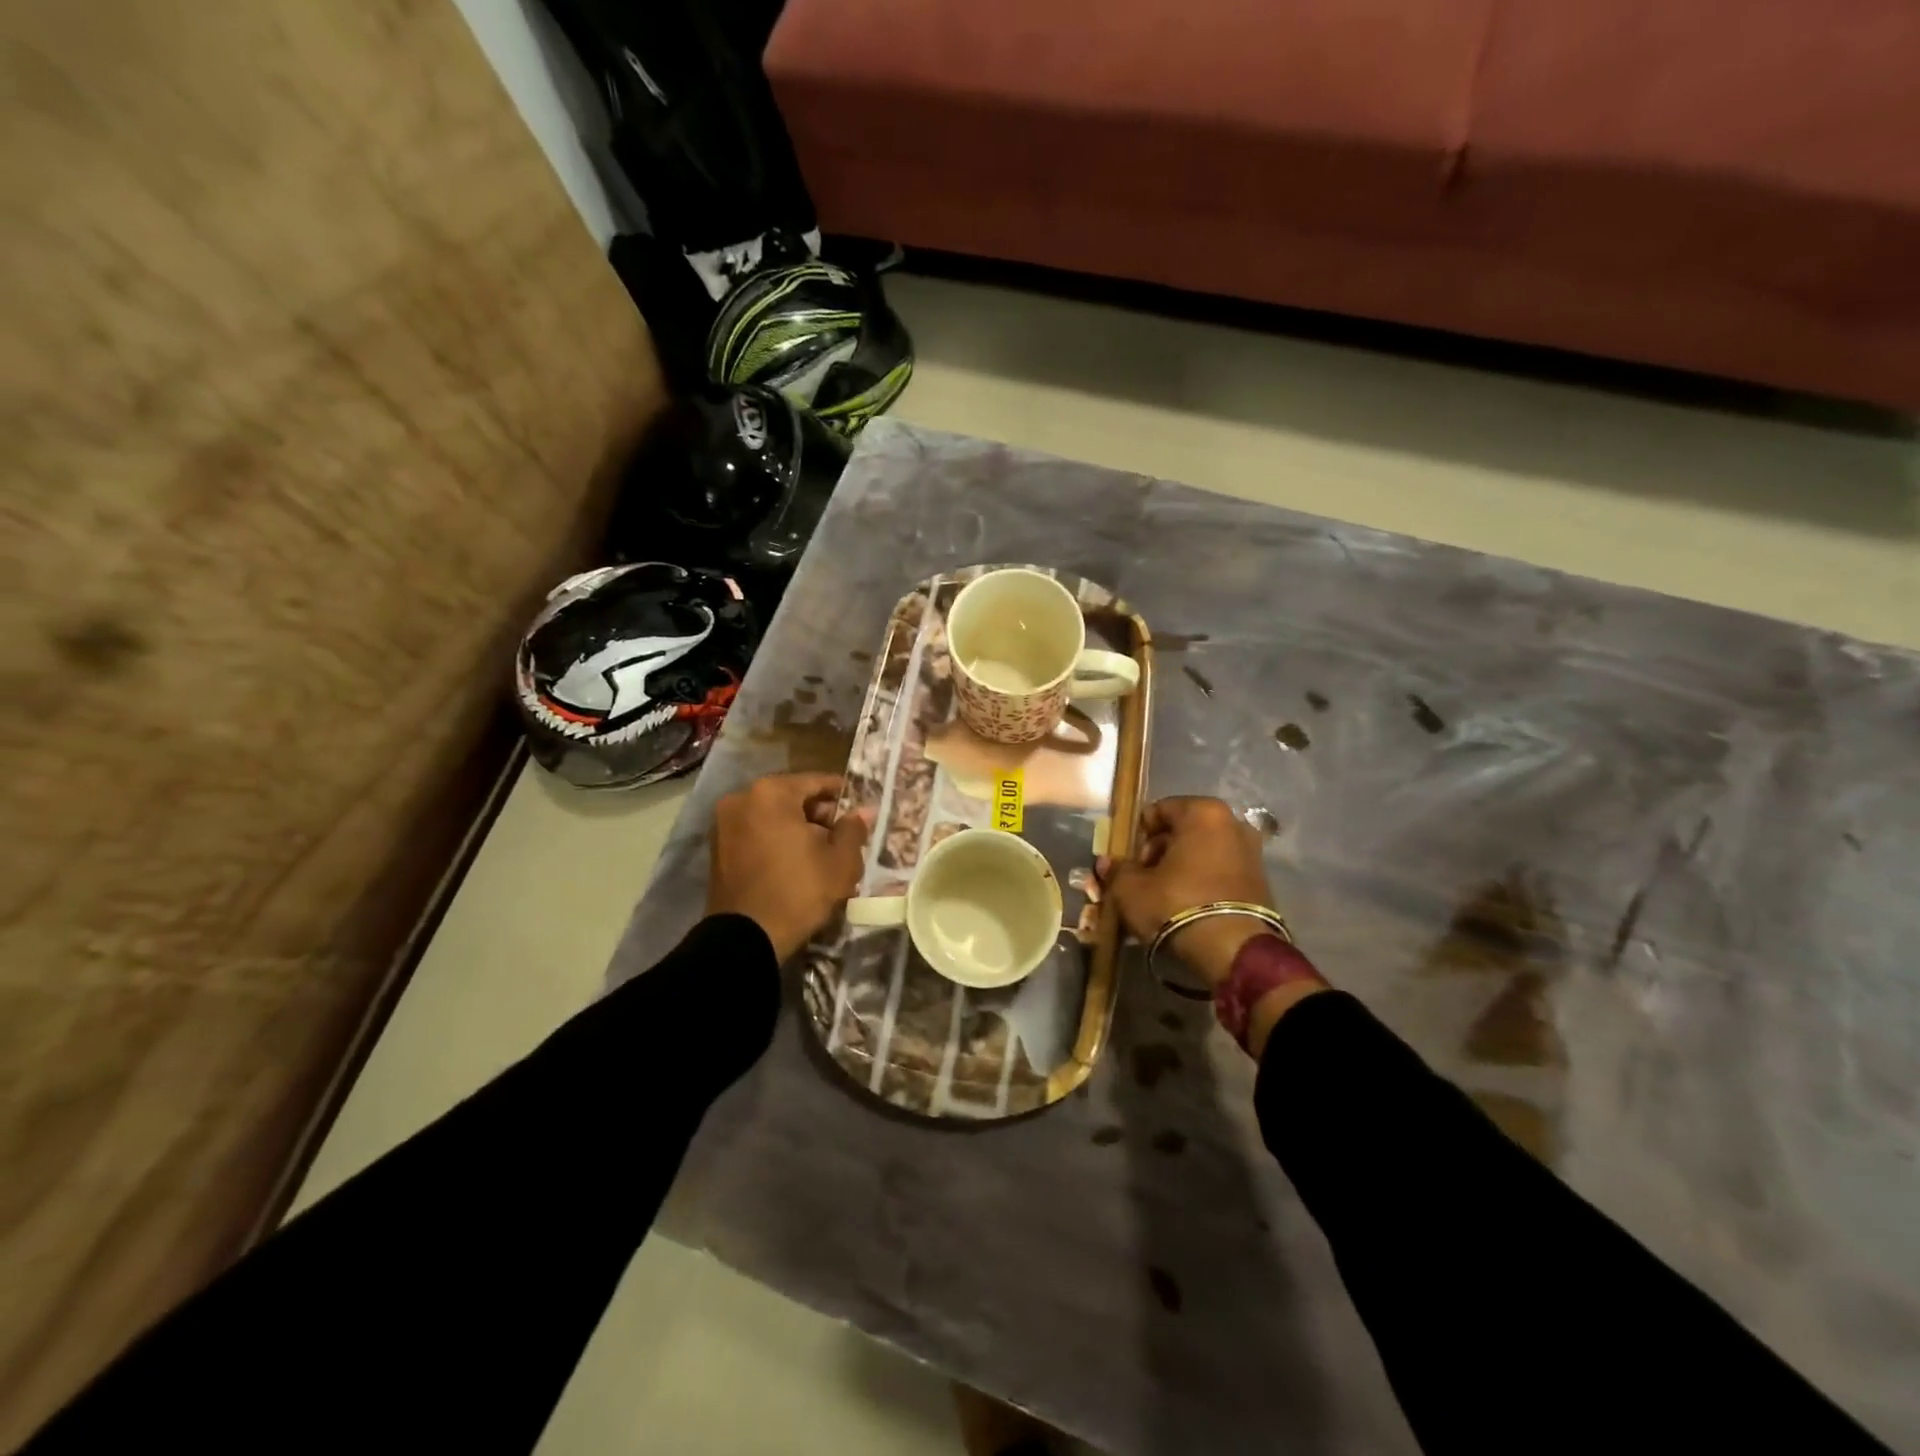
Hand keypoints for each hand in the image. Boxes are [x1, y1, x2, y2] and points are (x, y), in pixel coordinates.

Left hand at [707, 773, 870, 961]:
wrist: (745, 938)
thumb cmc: (798, 891)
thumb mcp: (840, 861)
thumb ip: (853, 829)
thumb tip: (864, 812)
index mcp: (771, 792)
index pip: (816, 782)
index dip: (842, 794)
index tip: (859, 809)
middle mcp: (742, 798)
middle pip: (791, 797)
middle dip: (818, 814)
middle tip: (843, 836)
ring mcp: (724, 823)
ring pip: (772, 816)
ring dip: (797, 828)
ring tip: (821, 853)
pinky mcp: (717, 848)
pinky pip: (755, 833)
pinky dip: (775, 840)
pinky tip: (795, 862)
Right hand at [1101, 796, 1275, 987]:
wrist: (1233, 951)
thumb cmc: (1176, 904)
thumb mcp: (1132, 888)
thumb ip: (1117, 870)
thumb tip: (1108, 863)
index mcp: (1203, 812)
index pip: (1157, 810)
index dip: (1138, 834)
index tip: (1128, 859)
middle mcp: (1232, 823)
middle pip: (1182, 830)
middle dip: (1159, 851)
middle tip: (1142, 879)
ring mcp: (1251, 852)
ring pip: (1202, 852)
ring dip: (1180, 868)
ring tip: (1161, 896)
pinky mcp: (1261, 881)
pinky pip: (1219, 871)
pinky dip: (1201, 881)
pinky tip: (1185, 905)